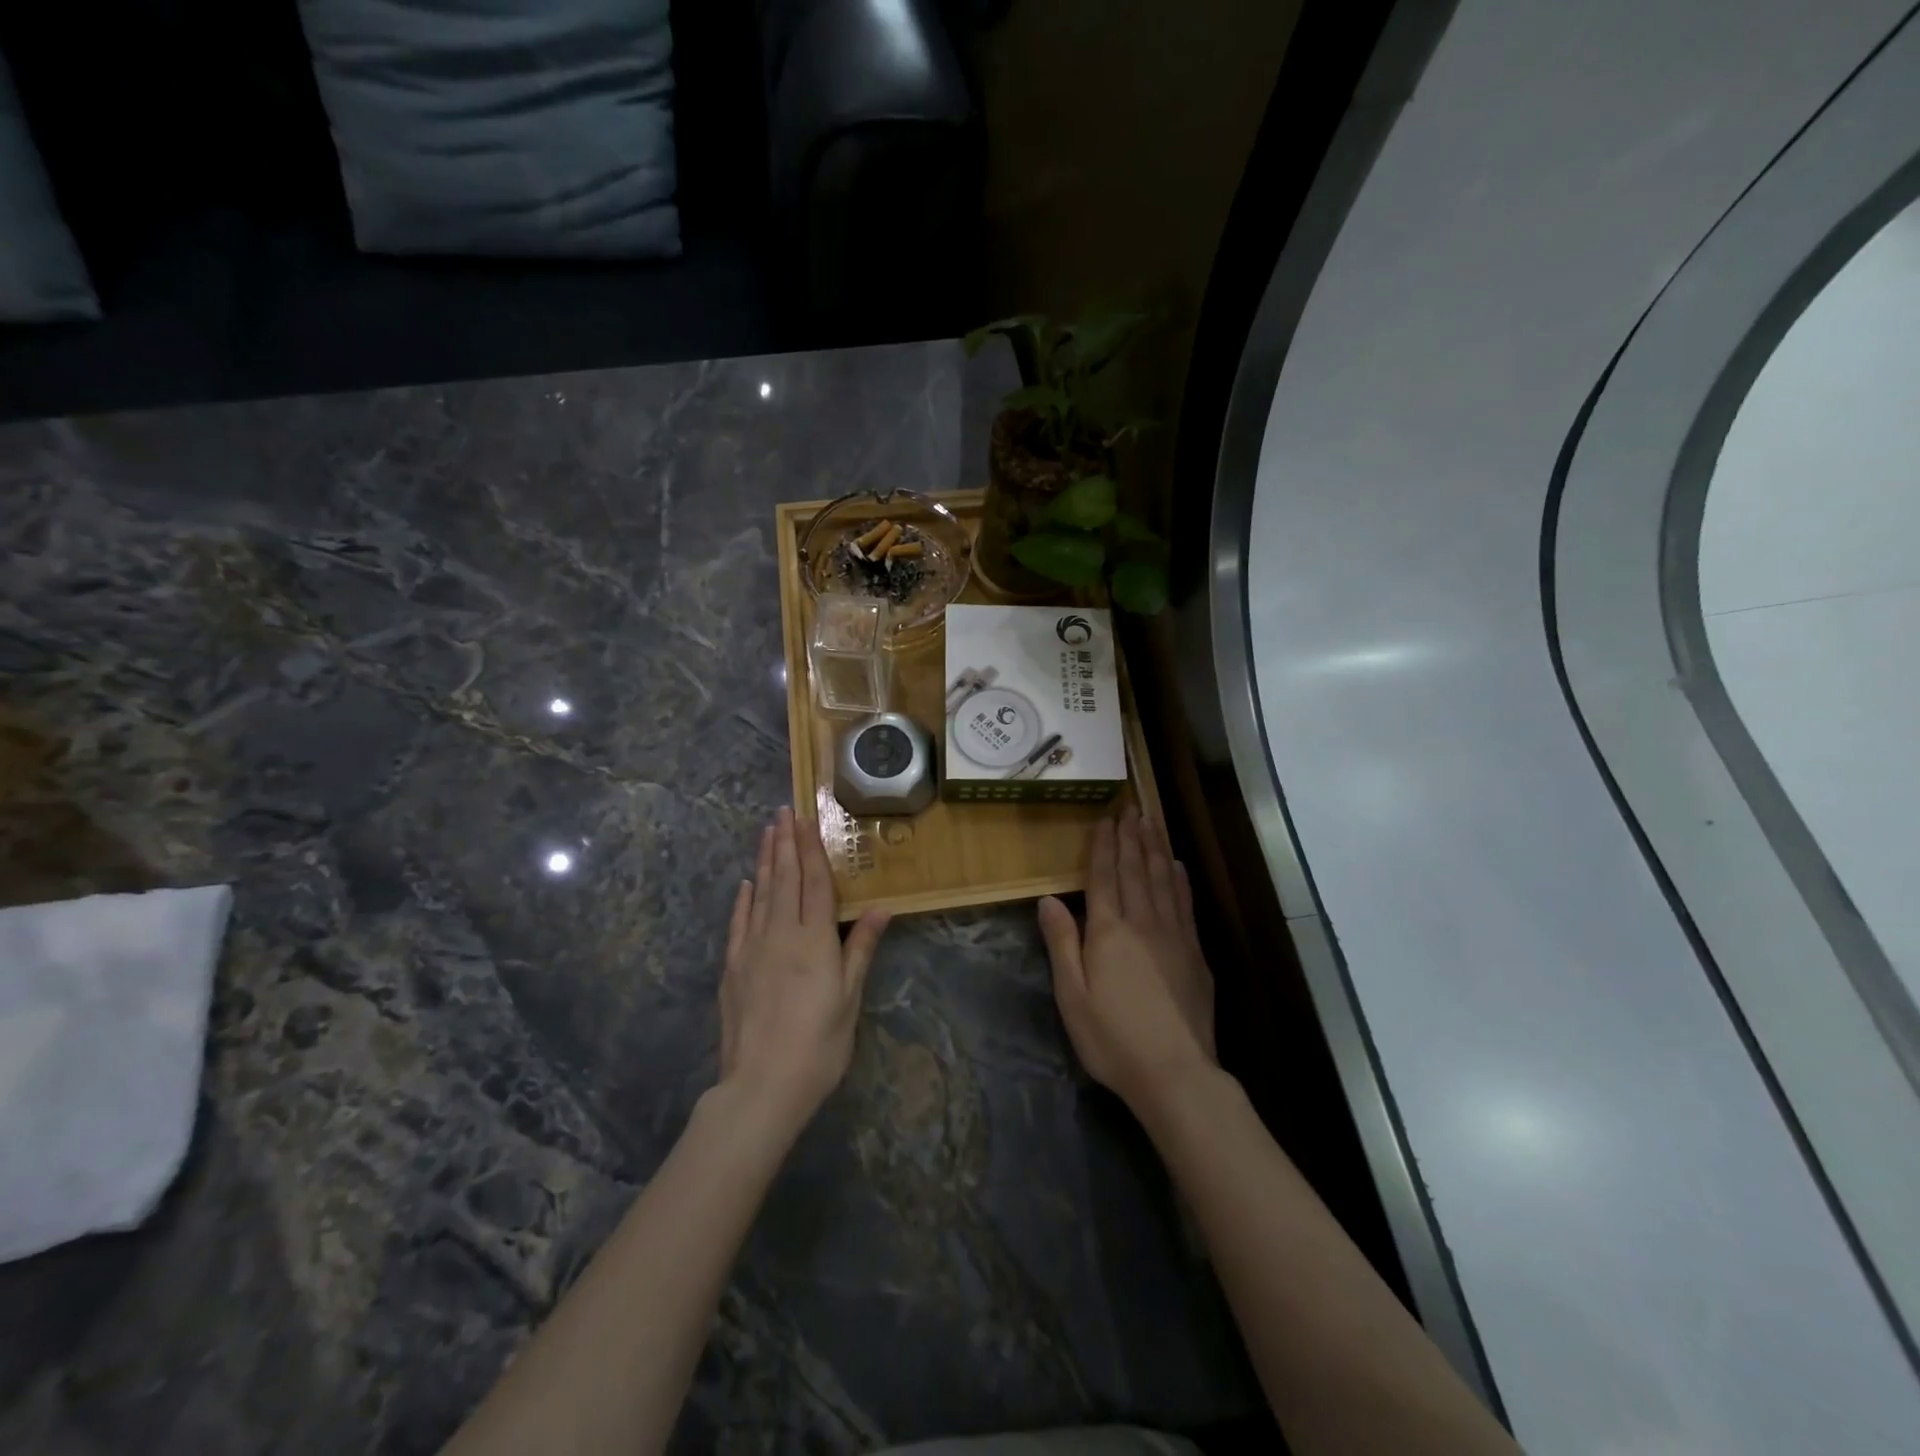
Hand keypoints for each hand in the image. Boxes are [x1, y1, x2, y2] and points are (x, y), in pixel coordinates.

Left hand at [720, 807, 889, 1131]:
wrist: (761, 1087)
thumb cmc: (818, 1045)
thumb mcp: (849, 999)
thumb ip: (860, 949)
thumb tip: (880, 908)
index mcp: (815, 940)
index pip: (815, 883)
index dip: (812, 849)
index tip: (806, 819)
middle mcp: (781, 934)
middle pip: (785, 879)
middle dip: (786, 843)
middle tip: (784, 811)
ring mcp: (752, 949)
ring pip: (761, 893)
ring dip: (766, 860)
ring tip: (768, 832)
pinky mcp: (732, 967)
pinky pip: (739, 923)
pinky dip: (743, 899)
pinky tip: (747, 884)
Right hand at [1039, 811, 1217, 1110]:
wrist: (1176, 1073)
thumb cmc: (1112, 1038)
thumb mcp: (1072, 996)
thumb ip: (1062, 943)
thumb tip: (1048, 899)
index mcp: (1108, 932)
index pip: (1104, 877)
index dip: (1104, 846)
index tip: (1106, 818)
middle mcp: (1143, 923)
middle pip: (1135, 870)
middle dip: (1130, 837)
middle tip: (1130, 807)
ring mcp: (1174, 935)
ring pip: (1163, 880)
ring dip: (1155, 848)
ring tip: (1151, 822)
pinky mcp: (1195, 953)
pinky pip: (1185, 904)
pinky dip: (1179, 880)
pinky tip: (1177, 866)